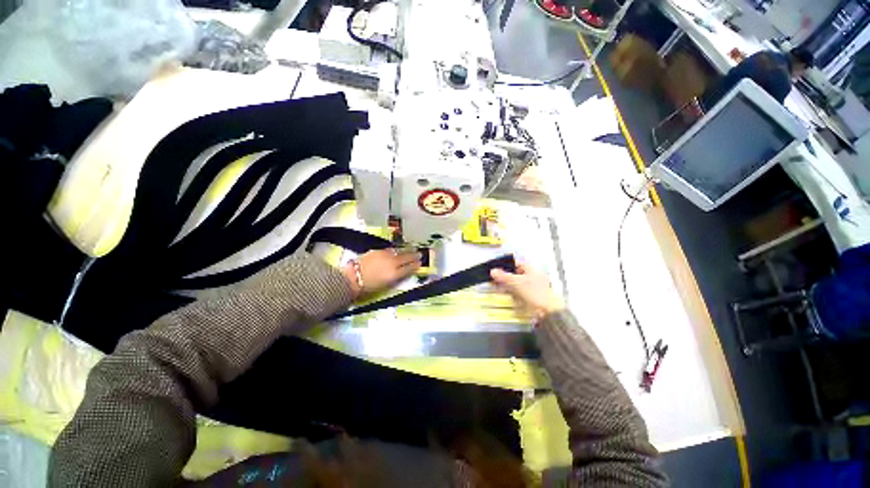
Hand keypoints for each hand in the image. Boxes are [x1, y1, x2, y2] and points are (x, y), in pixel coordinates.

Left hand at [341, 248, 421, 298]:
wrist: (351, 278)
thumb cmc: (367, 288)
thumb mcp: (384, 286)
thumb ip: (394, 278)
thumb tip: (400, 273)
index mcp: (394, 274)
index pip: (408, 268)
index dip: (415, 266)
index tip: (420, 263)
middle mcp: (392, 263)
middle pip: (406, 257)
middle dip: (413, 256)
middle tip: (419, 254)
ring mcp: (384, 255)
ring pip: (398, 252)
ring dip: (406, 251)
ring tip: (411, 250)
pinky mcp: (377, 251)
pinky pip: (390, 250)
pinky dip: (395, 250)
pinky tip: (396, 251)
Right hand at [490, 262, 563, 319]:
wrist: (546, 311)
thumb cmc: (534, 292)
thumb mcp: (516, 282)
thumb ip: (503, 276)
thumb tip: (493, 271)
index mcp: (531, 270)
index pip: (517, 263)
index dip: (506, 264)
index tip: (497, 266)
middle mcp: (531, 277)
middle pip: (515, 273)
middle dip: (504, 275)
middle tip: (493, 276)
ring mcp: (530, 287)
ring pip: (514, 283)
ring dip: (505, 283)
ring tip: (495, 284)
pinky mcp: (528, 297)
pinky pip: (516, 291)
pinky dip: (509, 291)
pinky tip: (502, 292)